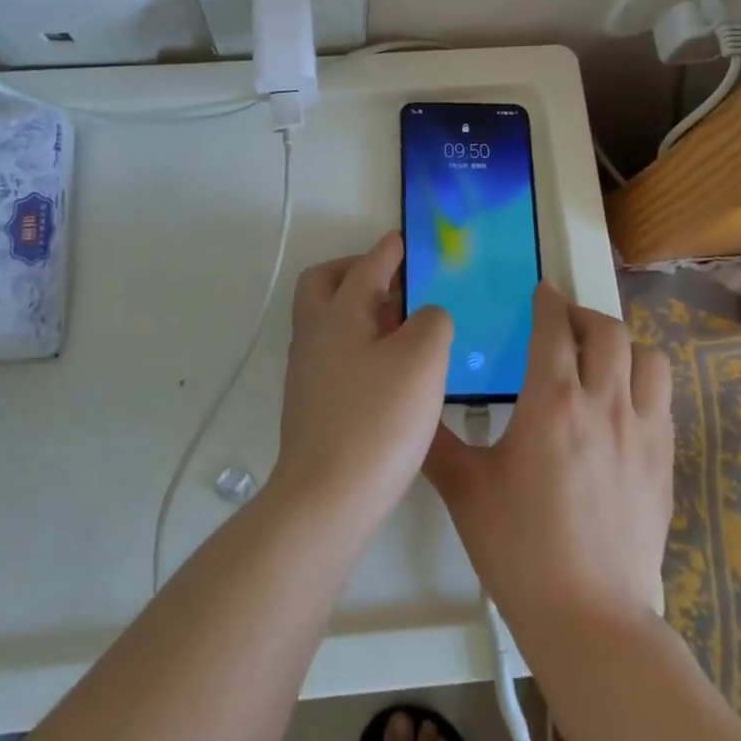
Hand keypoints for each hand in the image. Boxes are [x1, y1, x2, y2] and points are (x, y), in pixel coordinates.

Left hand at [275, 233, 453, 523]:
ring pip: (329, 321)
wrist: (327, 500)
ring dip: (360, 310)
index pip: (365, 267)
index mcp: (337, 314)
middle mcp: (314, 335)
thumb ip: (432, 321)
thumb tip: (426, 316)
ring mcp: (308, 372)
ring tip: (403, 324)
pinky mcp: (312, 404)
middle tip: (393, 281)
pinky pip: (336, 353)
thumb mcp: (422, 359)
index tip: (405, 240)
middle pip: (323, 284)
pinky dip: (360, 344)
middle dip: (355, 272)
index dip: (389, 250)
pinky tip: (391, 369)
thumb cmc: (377, 420)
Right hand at [424, 285, 672, 645]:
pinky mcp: (664, 460)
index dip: (548, 301)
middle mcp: (603, 403)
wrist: (590, 619)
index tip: (541, 291)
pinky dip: (642, 382)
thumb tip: (414, 407)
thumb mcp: (465, 490)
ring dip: (622, 345)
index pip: (554, 328)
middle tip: (562, 325)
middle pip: (607, 330)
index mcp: (552, 402)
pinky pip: (662, 398)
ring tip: (598, 359)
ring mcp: (642, 431)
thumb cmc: (520, 549)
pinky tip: (621, 404)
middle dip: (582, 315)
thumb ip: (436, 441)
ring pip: (647, 357)